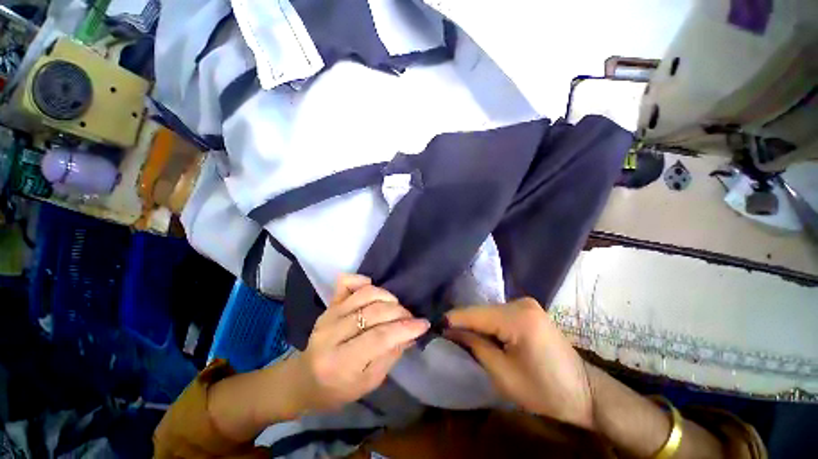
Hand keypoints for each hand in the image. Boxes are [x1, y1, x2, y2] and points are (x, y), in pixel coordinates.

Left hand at [294, 274, 429, 412]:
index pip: (378, 338)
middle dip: (399, 312)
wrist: (304, 380)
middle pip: (373, 313)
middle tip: (410, 317)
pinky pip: (346, 283)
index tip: (423, 324)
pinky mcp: (328, 305)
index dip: (404, 328)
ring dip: (387, 297)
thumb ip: (390, 356)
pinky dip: (362, 280)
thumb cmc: (337, 389)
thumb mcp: (368, 383)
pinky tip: (372, 287)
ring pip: (364, 295)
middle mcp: (331, 334)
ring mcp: (328, 315)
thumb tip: (411, 333)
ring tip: (396, 306)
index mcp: (340, 363)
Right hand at [445, 298, 592, 428]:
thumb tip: (451, 331)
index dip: (452, 321)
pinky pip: (499, 313)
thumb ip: (474, 346)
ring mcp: (526, 304)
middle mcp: (521, 302)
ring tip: (460, 336)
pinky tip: (481, 334)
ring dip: (475, 324)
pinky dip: (488, 324)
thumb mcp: (503, 374)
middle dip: (463, 323)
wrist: (586, 393)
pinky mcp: (528, 309)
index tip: (433, 327)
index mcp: (517, 317)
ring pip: (488, 311)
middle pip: (481, 311)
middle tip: (446, 336)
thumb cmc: (545, 391)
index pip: (474, 314)